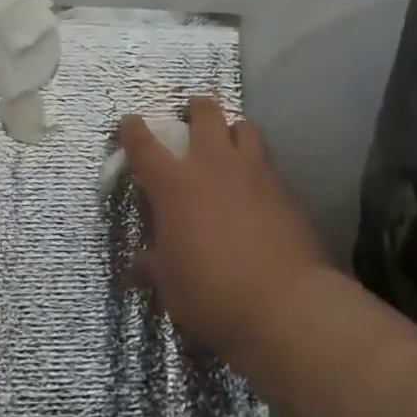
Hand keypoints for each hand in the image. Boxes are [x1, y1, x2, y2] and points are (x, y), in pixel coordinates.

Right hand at [121, 96, 330, 366]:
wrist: (287, 308)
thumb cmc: (214, 295)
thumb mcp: (170, 285)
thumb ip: (154, 262)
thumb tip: (141, 259)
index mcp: (174, 184)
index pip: (143, 143)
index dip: (132, 129)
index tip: (129, 124)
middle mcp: (212, 164)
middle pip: (205, 112)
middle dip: (196, 109)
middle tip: (193, 120)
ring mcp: (253, 172)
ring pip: (244, 126)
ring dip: (233, 131)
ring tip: (231, 147)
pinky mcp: (285, 189)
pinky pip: (268, 164)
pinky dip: (259, 168)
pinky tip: (259, 190)